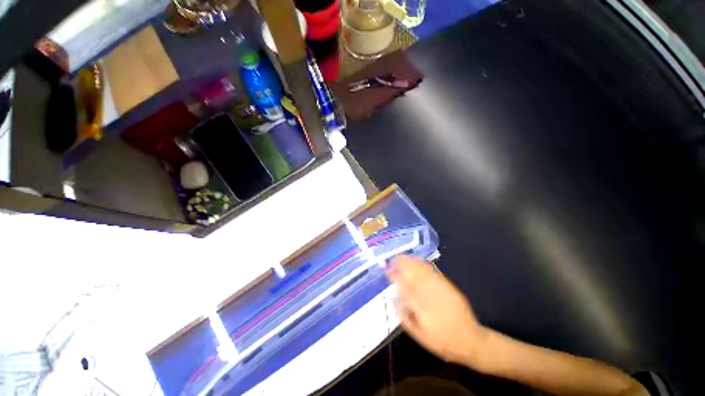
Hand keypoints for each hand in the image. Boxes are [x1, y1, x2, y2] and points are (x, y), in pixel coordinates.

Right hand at [386, 255, 486, 365]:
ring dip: (411, 262)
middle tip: (394, 258)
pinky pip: (433, 272)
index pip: (404, 288)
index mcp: (420, 308)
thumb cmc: (441, 340)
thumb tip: (393, 299)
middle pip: (413, 275)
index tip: (387, 270)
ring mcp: (440, 289)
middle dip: (402, 265)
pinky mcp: (448, 286)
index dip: (394, 277)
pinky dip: (423, 264)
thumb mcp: (419, 336)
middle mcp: (429, 295)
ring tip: (403, 256)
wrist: (470, 340)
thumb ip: (404, 317)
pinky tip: (418, 261)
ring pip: (422, 271)